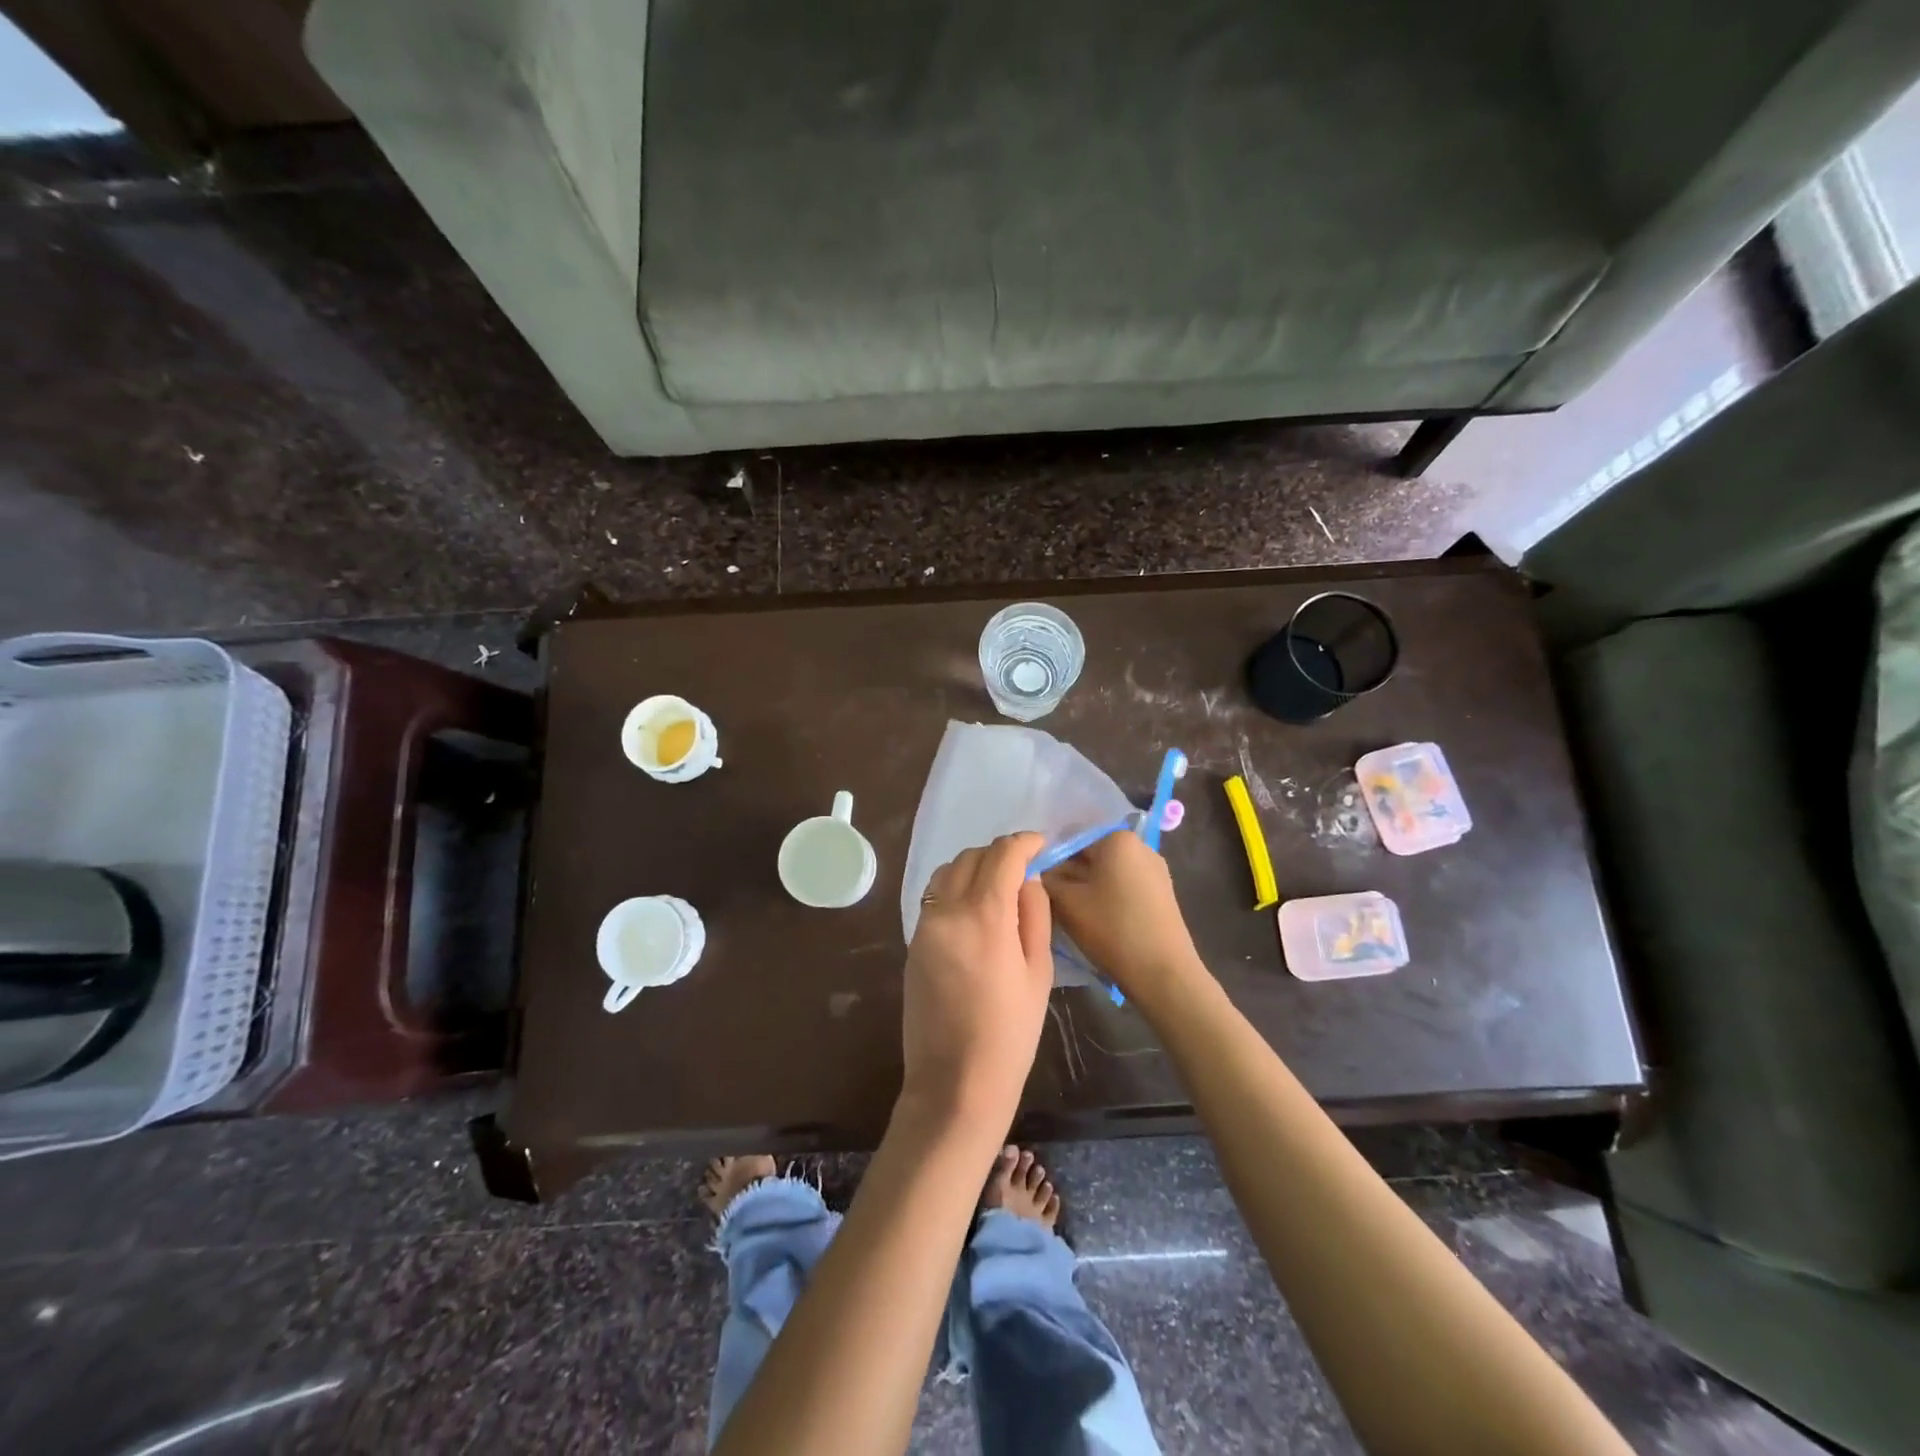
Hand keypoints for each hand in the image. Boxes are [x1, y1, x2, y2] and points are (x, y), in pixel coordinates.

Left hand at [901, 833, 1053, 1126]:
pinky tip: (974, 910)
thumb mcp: (1039, 972)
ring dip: (974, 867)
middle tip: (1023, 867)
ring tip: (998, 886)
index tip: (1040, 844)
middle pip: (972, 856)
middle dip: (999, 853)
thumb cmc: (1010, 1033)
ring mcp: (924, 925)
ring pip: (947, 872)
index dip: (1024, 842)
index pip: (1003, 854)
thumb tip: (1028, 879)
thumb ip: (1034, 915)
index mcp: (985, 916)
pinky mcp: (912, 942)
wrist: (955, 1083)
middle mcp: (948, 910)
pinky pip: (934, 896)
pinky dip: (955, 888)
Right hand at [1042, 831, 1208, 1006]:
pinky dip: (1107, 898)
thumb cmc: (1111, 929)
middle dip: (1069, 875)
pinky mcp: (1162, 894)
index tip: (1036, 884)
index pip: (1071, 839)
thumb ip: (1046, 879)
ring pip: (1108, 873)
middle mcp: (1140, 847)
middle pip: (1092, 855)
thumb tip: (1038, 870)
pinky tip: (1096, 921)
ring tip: (1070, 913)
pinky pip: (1125, 887)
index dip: (1049, 861)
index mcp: (1117, 839)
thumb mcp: (1066, 902)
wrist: (1163, 973)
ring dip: (1087, 888)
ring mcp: (1156, 871)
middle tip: (1049, 900)